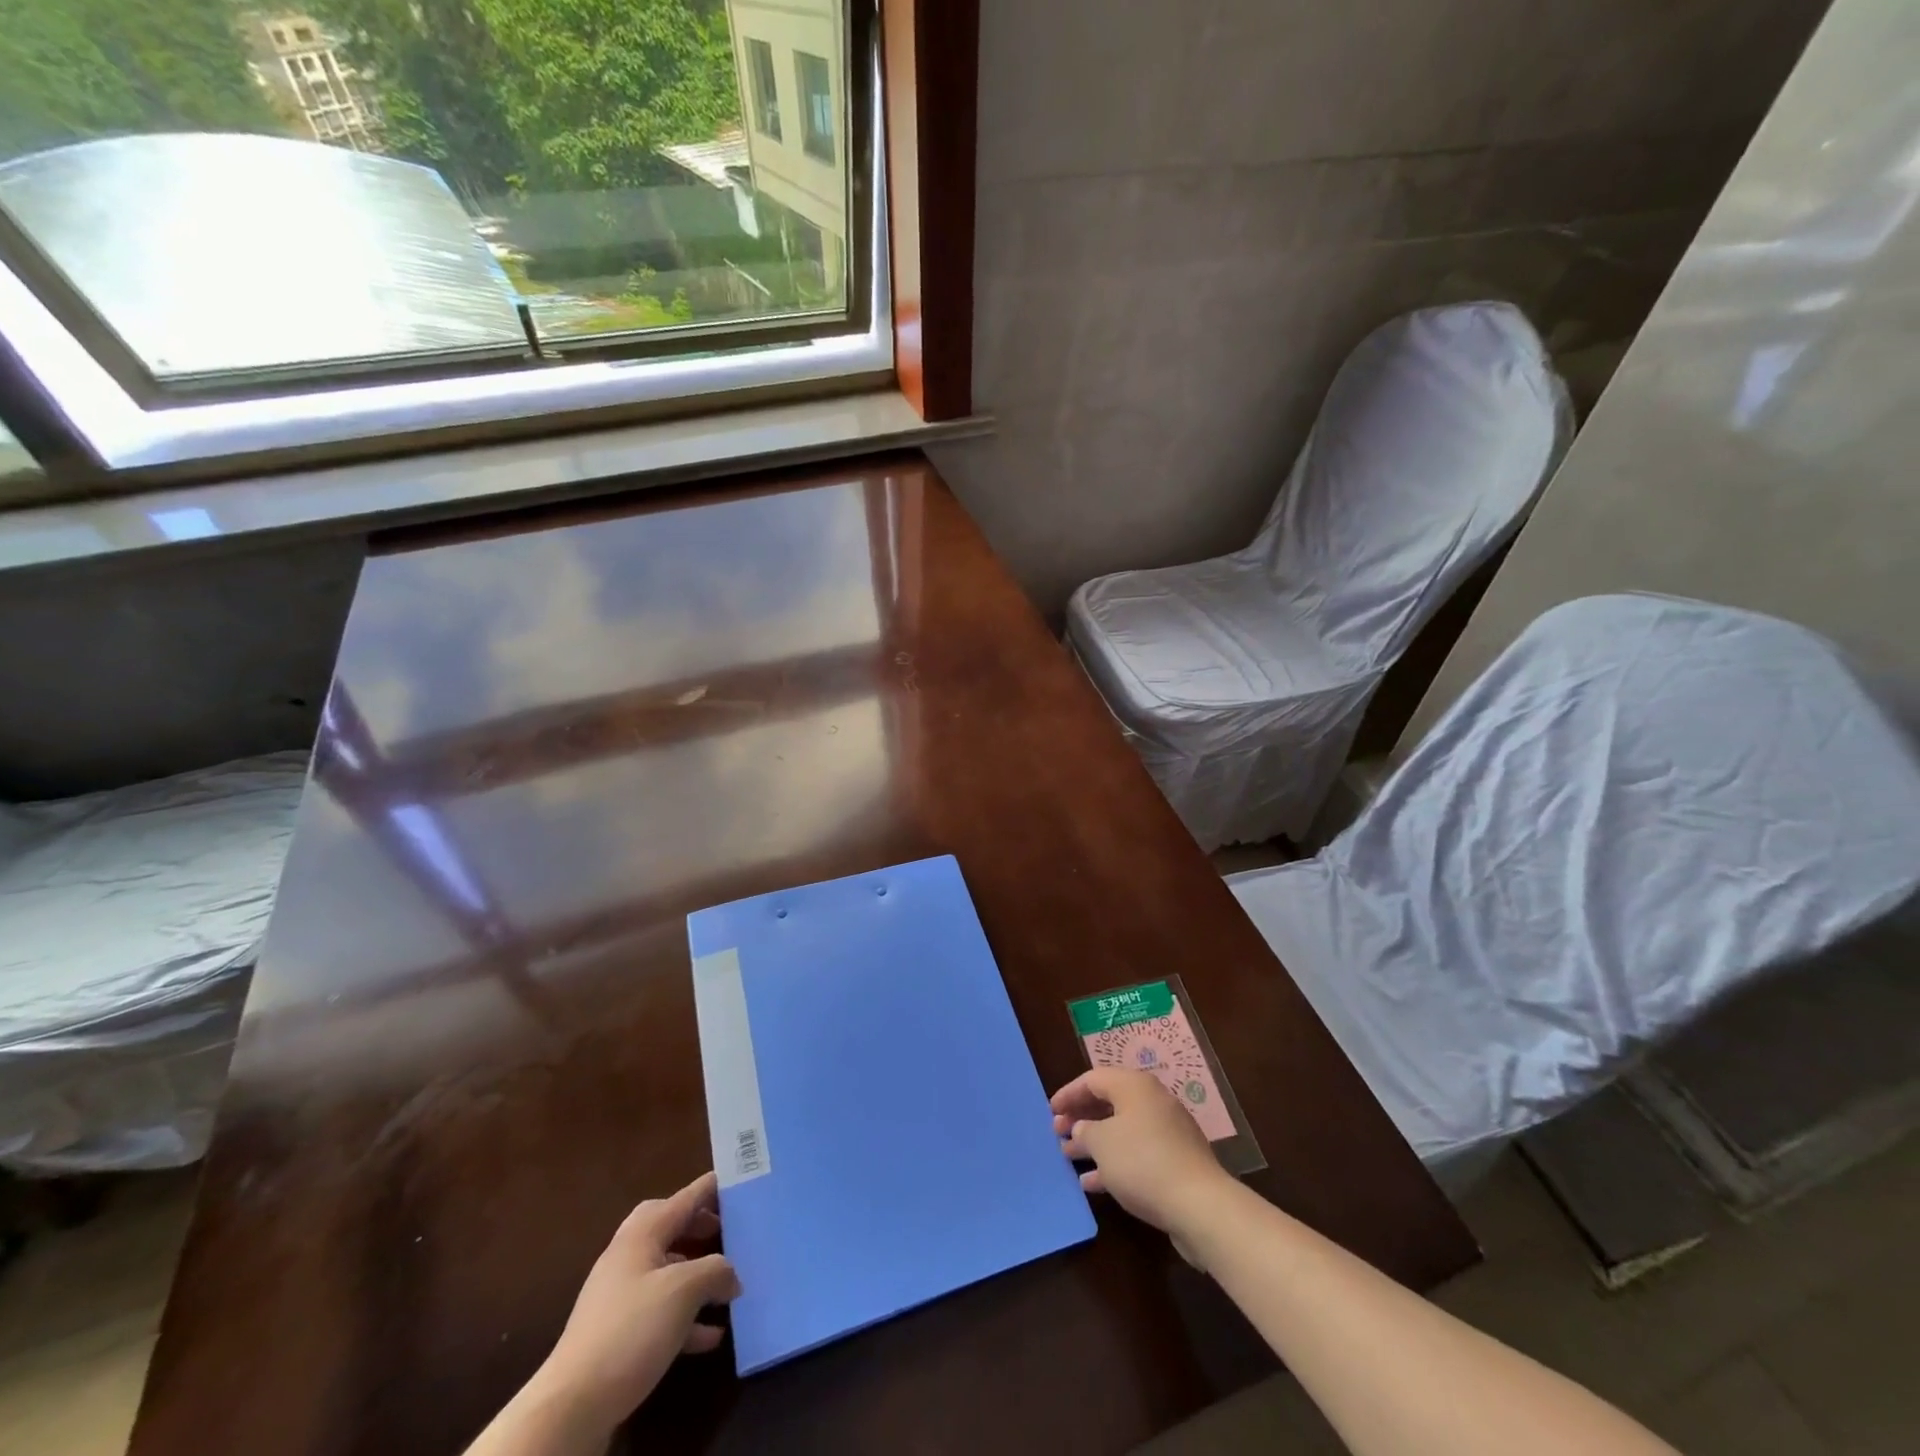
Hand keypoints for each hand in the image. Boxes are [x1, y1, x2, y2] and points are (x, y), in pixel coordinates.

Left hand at [536, 1172, 740, 1433]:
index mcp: (642, 1233)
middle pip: (671, 1228)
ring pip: (668, 1270)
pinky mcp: (619, 1332)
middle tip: (732, 1230)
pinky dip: (686, 1315)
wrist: (573, 1405)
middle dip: (702, 1227)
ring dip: (698, 1275)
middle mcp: (629, 1255)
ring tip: (729, 1284)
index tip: (742, 1180)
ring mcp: (621, 1295)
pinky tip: (711, 1334)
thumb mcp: (684, 1290)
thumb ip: (716, 1270)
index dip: (713, 1188)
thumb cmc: (631, 1329)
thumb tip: (731, 1275)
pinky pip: (661, 1310)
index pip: (685, 1198)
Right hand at [1053, 1067, 1233, 1241]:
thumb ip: (1084, 1131)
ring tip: (1069, 1157)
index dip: (1069, 1093)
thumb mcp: (1101, 1144)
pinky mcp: (1175, 1160)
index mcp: (1134, 1086)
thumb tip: (1082, 1129)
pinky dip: (1114, 1162)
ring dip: (1094, 1142)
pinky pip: (1136, 1153)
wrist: (1200, 1206)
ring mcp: (1166, 1131)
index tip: (1051, 1111)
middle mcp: (1152, 1101)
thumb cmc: (1142, 1162)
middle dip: (1081, 1118)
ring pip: (1122, 1129)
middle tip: (1059, 1133)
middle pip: (1109, 1102)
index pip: (1093, 1079)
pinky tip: (1093, 1182)